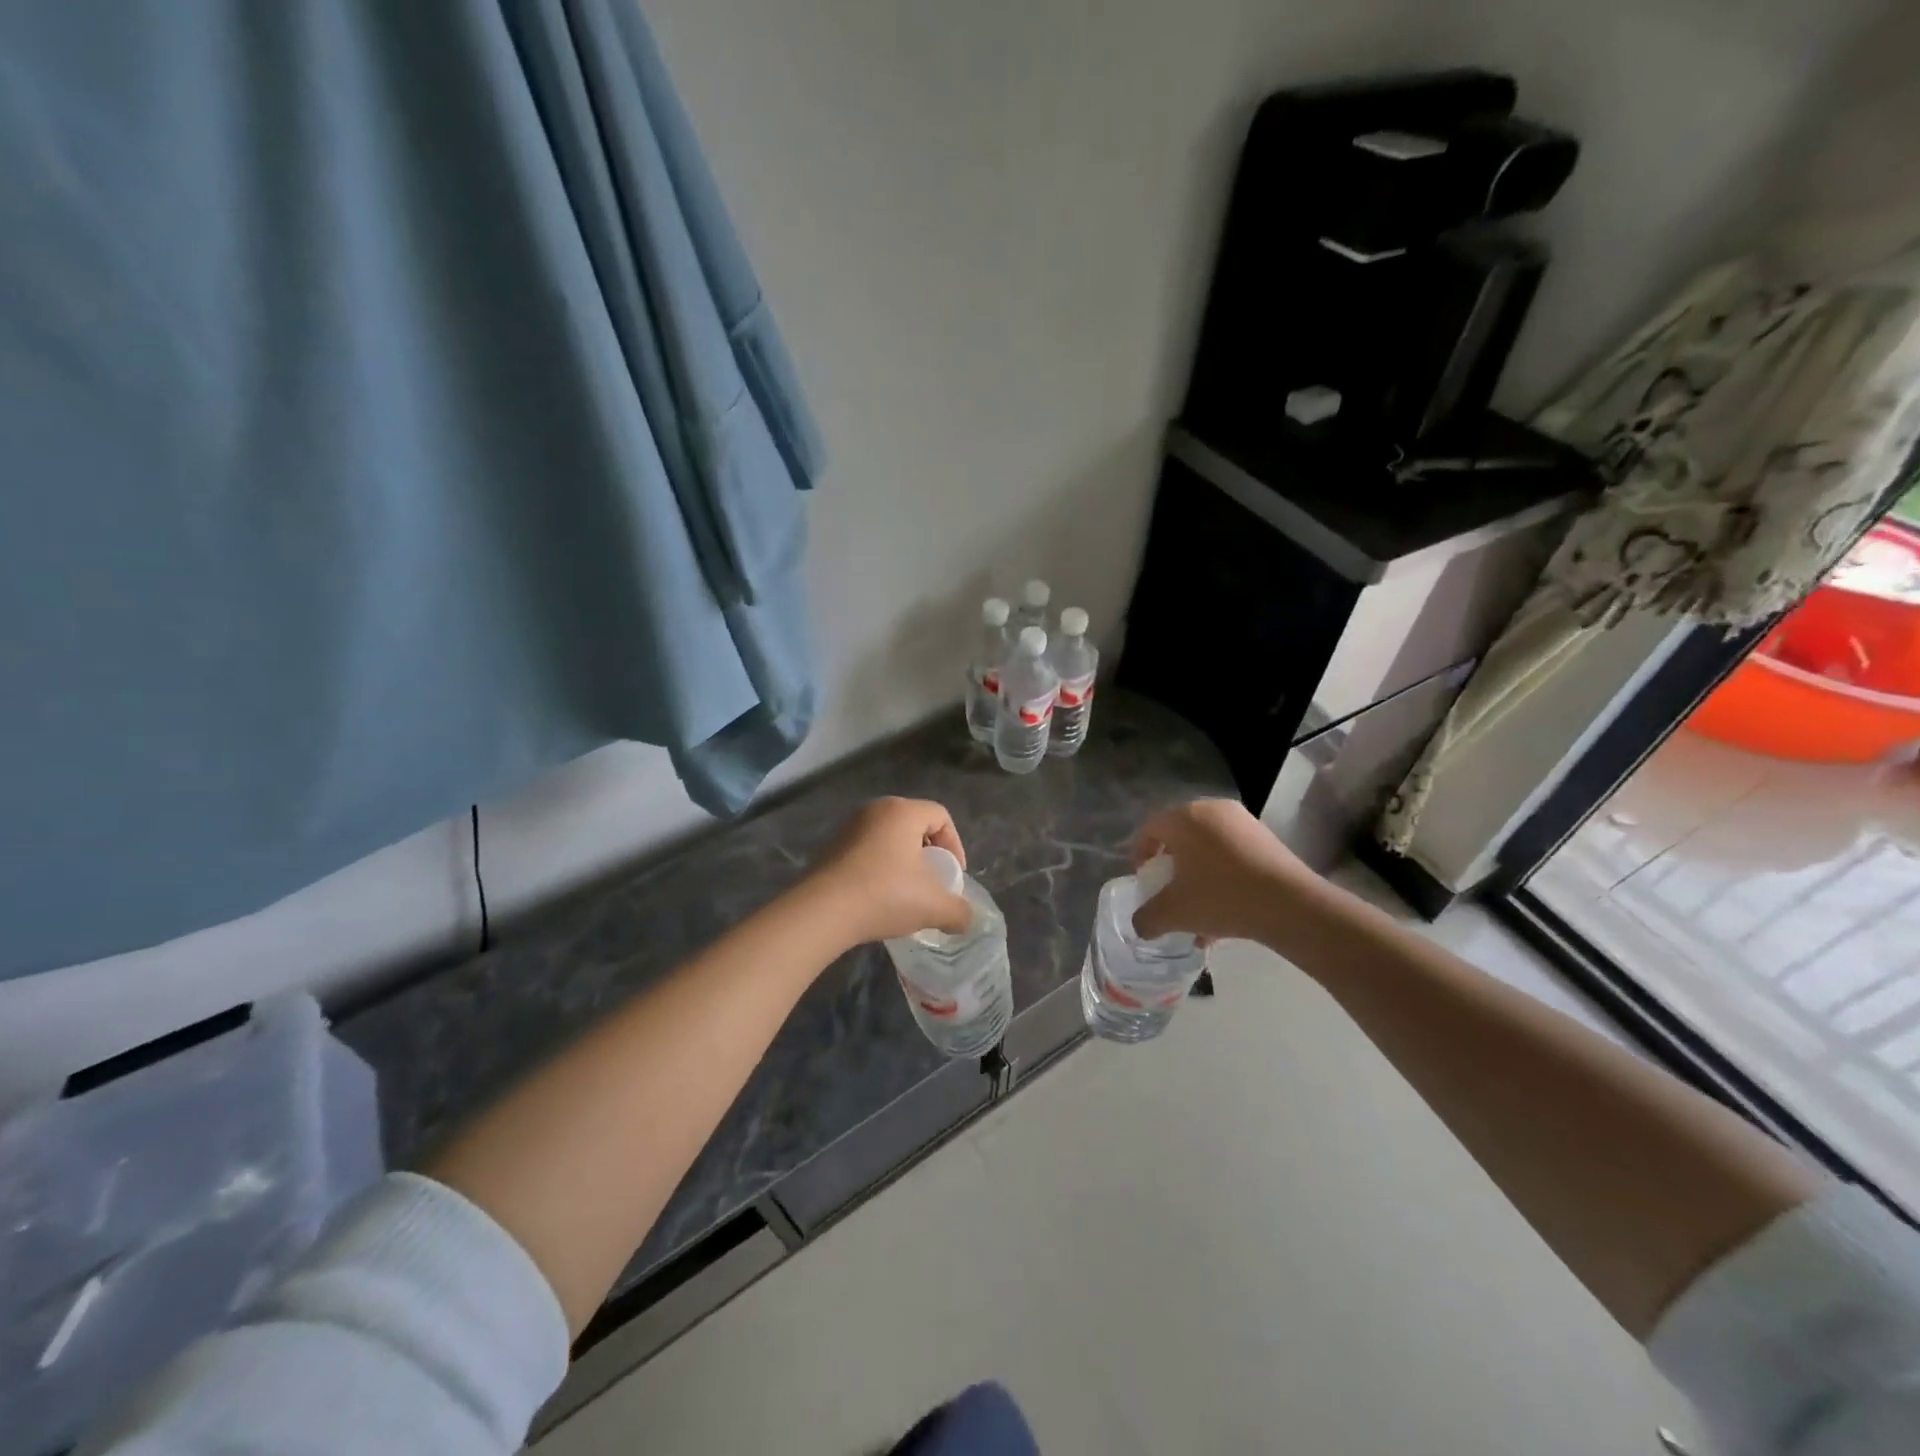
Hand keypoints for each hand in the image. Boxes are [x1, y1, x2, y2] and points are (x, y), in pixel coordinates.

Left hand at [807, 798, 973, 946]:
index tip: (953, 876)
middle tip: (932, 882)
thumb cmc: (885, 895)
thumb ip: (959, 911)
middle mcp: (874, 810)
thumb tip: (965, 920)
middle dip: (928, 854)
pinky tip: (878, 897)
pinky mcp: (830, 847)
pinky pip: (865, 851)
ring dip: (902, 862)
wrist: (822, 911)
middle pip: (914, 825)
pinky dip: (878, 868)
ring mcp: (848, 827)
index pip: (941, 816)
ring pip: (888, 838)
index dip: (955, 845)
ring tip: (906, 893)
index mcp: (902, 811)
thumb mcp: (933, 906)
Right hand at [1129, 798, 1324, 943]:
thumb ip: (1147, 918)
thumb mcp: (1174, 913)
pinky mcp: (1266, 838)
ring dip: (1197, 877)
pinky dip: (1222, 877)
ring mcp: (1243, 822)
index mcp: (1184, 817)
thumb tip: (1140, 925)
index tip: (1144, 881)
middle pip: (1180, 836)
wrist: (1291, 904)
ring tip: (1199, 913)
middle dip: (1171, 867)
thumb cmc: (1222, 897)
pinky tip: (1226, 913)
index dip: (1140, 855)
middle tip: (1169, 892)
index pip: (1149, 828)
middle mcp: (1212, 810)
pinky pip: (1232, 854)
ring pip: (1207, 848)